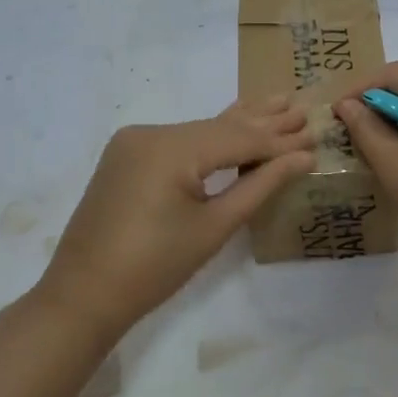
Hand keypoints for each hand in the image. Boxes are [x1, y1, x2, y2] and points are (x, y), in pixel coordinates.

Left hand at [35, 98, 313, 340]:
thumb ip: (259, 185)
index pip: (238, 139)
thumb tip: (301, 158)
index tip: (314, 134)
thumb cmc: (154, 268)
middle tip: (303, 109)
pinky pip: (179, 140)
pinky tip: (234, 122)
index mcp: (170, 149)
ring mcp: (136, 141)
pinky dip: (210, 138)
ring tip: (277, 102)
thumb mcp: (214, 227)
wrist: (83, 295)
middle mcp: (151, 132)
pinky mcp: (129, 154)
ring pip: (200, 130)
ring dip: (239, 124)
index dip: (278, 140)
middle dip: (263, 122)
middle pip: (219, 127)